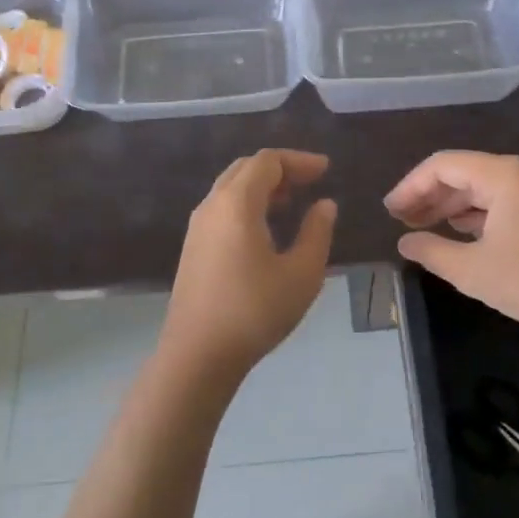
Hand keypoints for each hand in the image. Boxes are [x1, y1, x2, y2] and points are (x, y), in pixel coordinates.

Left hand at [163, 150, 338, 380]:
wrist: (196, 357)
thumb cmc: (254, 312)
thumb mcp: (301, 274)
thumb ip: (317, 232)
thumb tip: (325, 205)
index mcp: (237, 203)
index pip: (268, 162)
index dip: (299, 160)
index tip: (326, 170)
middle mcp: (212, 205)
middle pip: (246, 168)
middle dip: (280, 169)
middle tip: (311, 181)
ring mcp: (197, 227)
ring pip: (231, 187)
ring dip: (262, 186)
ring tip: (291, 202)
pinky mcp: (192, 247)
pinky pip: (222, 208)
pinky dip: (247, 203)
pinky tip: (265, 228)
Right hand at [384, 152, 518, 342]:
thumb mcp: (473, 271)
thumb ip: (432, 251)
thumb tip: (405, 242)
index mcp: (502, 175)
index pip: (443, 165)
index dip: (411, 186)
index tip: (389, 212)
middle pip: (461, 172)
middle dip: (428, 195)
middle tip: (400, 221)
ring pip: (480, 187)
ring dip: (449, 205)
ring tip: (421, 228)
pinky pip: (498, 201)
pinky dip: (473, 214)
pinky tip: (457, 233)